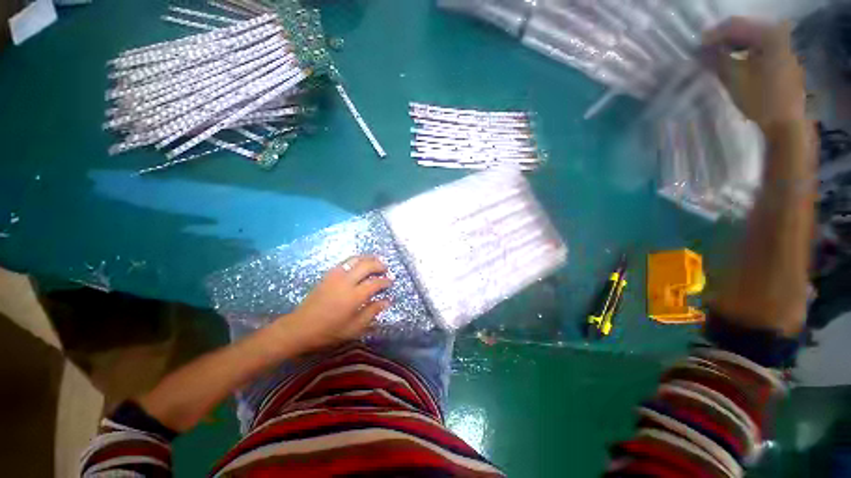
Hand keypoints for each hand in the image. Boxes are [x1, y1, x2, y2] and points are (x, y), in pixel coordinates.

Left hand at [279, 255, 391, 350]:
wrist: (299, 328)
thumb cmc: (329, 331)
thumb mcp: (354, 328)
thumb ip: (372, 312)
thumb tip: (387, 301)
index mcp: (354, 296)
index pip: (375, 283)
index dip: (385, 281)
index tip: (391, 282)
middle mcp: (346, 281)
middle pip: (366, 265)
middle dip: (379, 264)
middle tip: (386, 268)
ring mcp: (335, 276)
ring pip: (355, 259)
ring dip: (368, 258)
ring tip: (375, 262)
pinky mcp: (328, 275)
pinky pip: (345, 262)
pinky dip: (356, 260)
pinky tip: (359, 265)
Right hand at [702, 17, 806, 133]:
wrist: (785, 123)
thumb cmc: (761, 99)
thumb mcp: (734, 78)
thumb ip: (717, 59)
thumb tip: (701, 50)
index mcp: (769, 35)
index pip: (735, 25)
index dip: (713, 35)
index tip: (696, 46)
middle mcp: (778, 34)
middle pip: (744, 29)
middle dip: (723, 39)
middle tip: (704, 51)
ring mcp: (783, 47)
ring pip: (751, 39)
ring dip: (732, 46)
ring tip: (716, 56)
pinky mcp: (783, 59)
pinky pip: (758, 48)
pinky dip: (743, 52)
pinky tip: (734, 61)